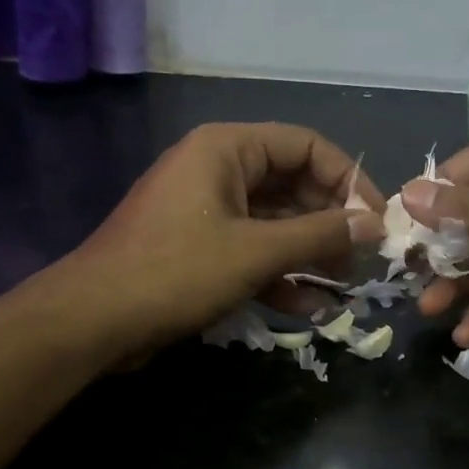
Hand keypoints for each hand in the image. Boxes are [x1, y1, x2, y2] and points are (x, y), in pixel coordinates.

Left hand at [67, 122, 383, 359]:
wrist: (92, 322)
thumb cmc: (175, 271)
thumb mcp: (255, 252)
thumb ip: (319, 235)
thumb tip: (374, 224)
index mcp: (227, 149)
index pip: (306, 145)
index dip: (348, 178)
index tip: (375, 218)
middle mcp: (218, 170)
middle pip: (293, 184)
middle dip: (330, 222)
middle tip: (363, 257)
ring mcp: (208, 210)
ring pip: (275, 222)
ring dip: (309, 252)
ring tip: (343, 284)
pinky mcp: (200, 248)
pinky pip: (252, 250)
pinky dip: (279, 273)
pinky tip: (309, 306)